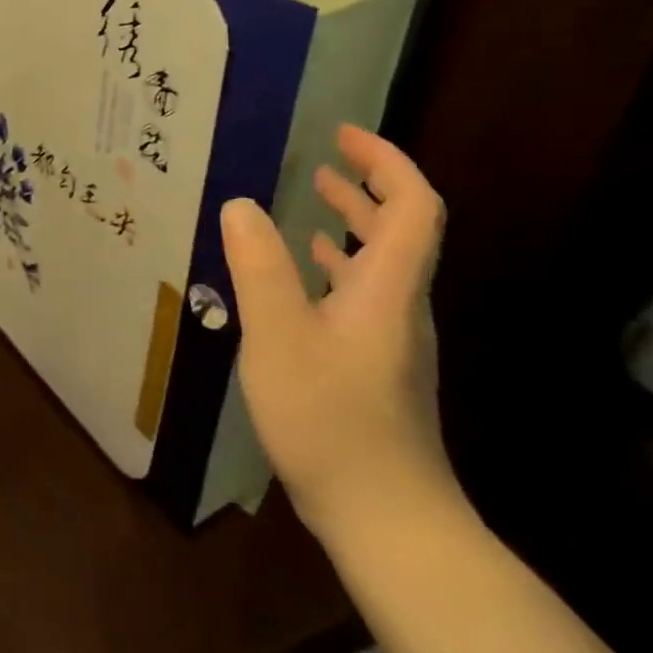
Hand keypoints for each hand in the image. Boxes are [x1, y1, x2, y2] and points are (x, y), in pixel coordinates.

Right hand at [222, 125, 461, 550]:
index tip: (345, 135)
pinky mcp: (375, 368)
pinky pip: (361, 296)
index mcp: (386, 289)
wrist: (386, 518)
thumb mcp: (279, 336)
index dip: (386, 163)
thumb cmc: (332, 419)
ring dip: (350, 227)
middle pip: (400, 232)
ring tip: (310, 203)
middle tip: (324, 160)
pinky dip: (334, 269)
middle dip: (366, 188)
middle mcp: (399, 307)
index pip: (412, 207)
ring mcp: (390, 341)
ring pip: (380, 266)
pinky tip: (300, 279)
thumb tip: (240, 203)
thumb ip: (259, 267)